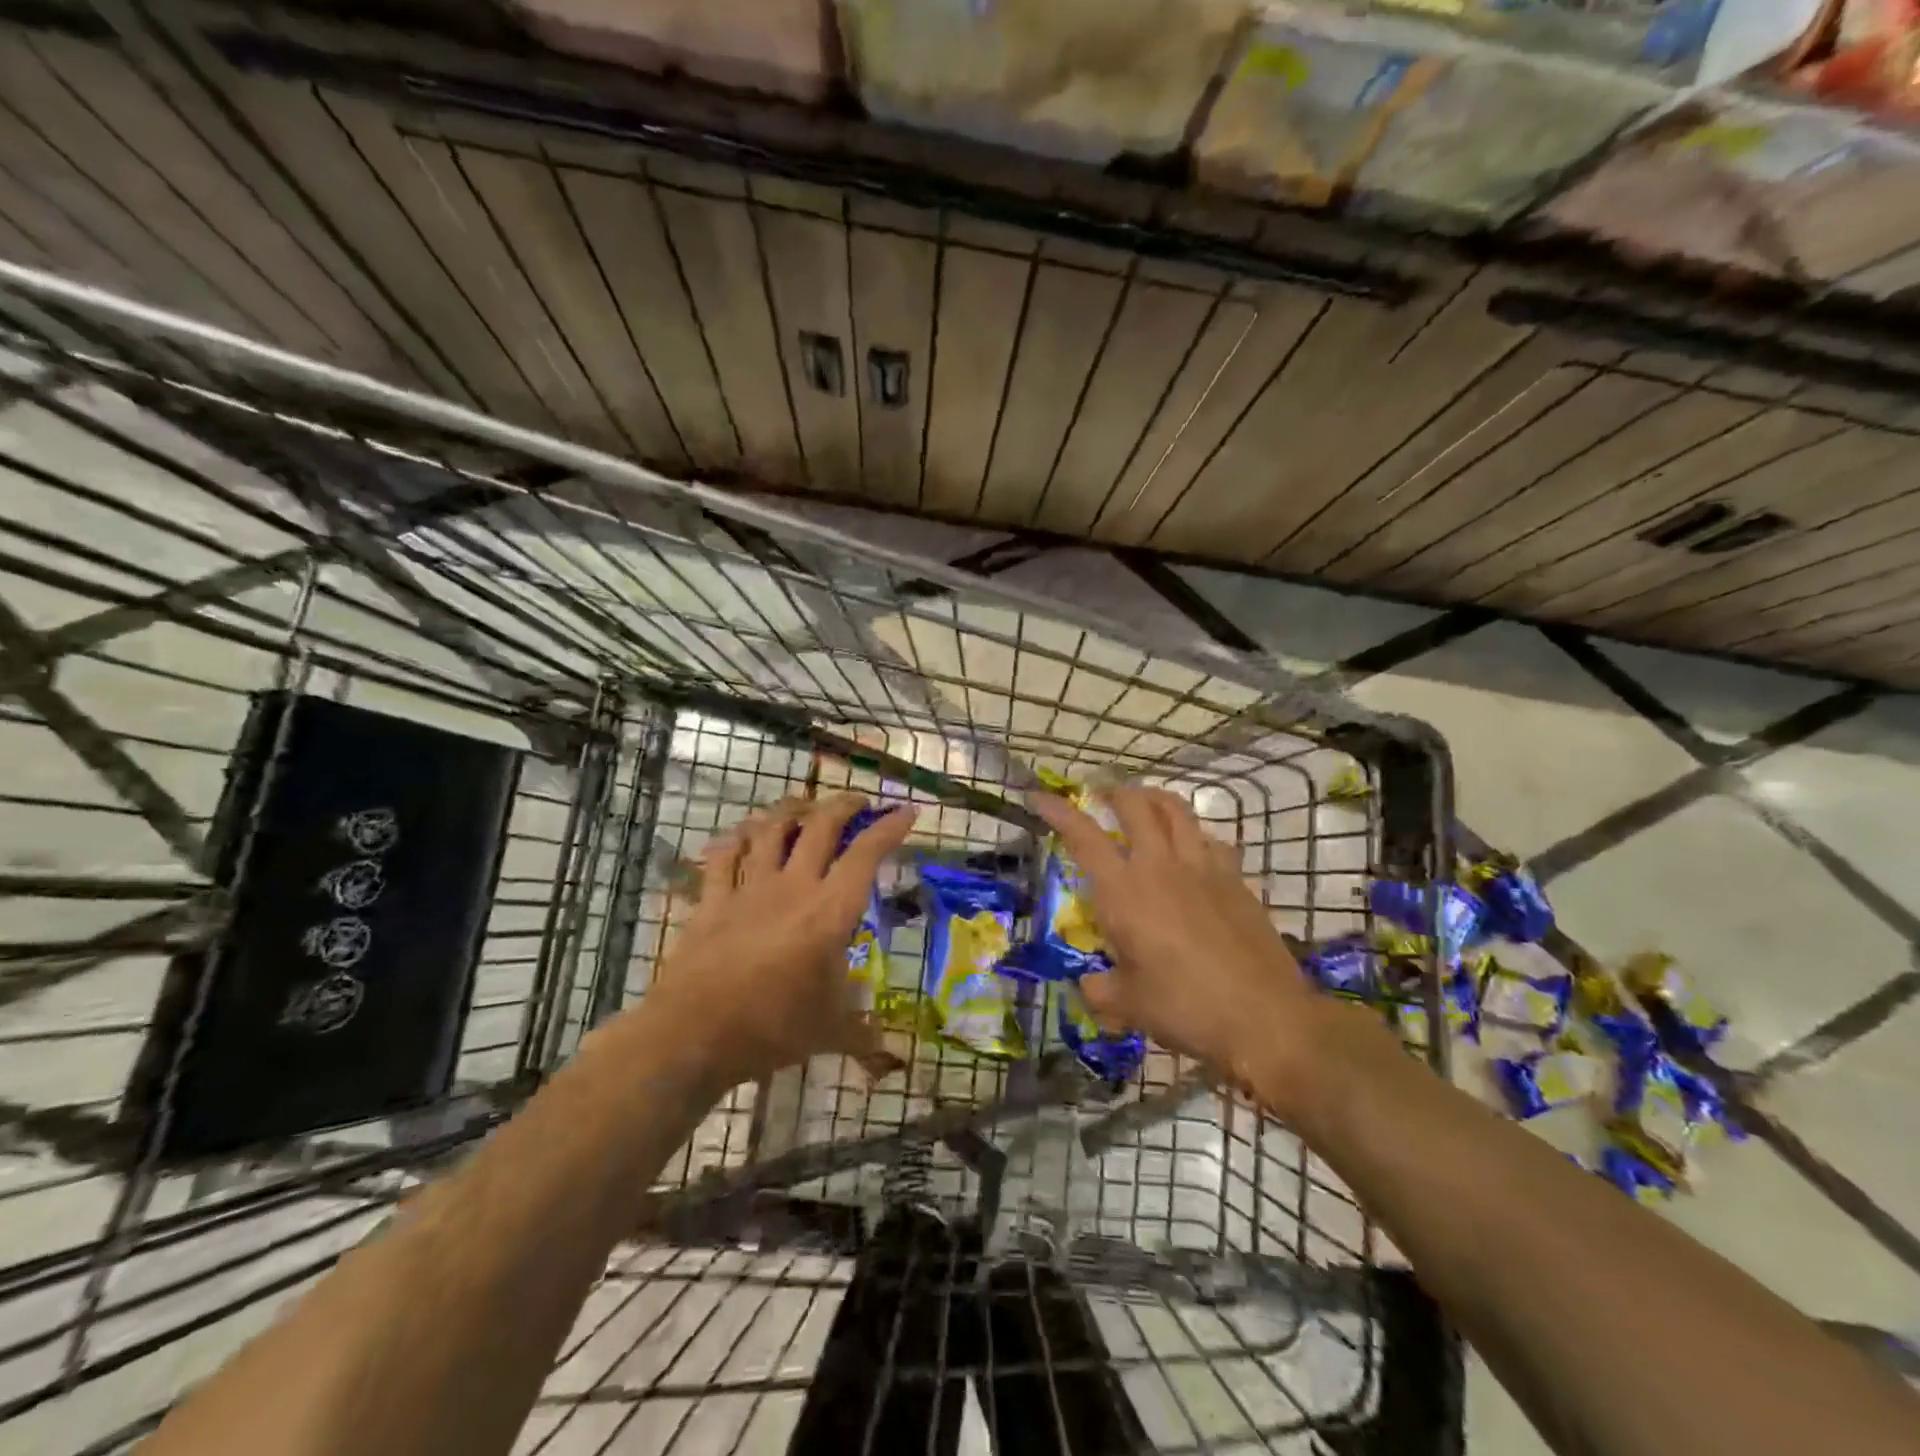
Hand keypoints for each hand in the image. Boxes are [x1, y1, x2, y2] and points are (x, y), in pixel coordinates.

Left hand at [643, 792, 916, 1088]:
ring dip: (789, 811)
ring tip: (802, 807)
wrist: (694, 1035)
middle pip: (820, 827)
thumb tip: (890, 1054)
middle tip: (857, 802)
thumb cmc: (772, 1029)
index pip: (866, 856)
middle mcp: (793, 887)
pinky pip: (723, 856)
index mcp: (830, 912)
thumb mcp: (830, 1031)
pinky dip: (735, 839)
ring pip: (770, 830)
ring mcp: (749, 889)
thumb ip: (864, 1034)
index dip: (889, 828)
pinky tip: (741, 835)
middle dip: (843, 805)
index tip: (906, 811)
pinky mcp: (712, 900)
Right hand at [1032, 785, 1326, 1110]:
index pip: (1083, 836)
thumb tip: (1089, 986)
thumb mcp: (1129, 1006)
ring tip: (1143, 803)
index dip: (1057, 811)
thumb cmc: (1186, 1009)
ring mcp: (1204, 867)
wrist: (1265, 1018)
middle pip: (1135, 805)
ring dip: (1154, 799)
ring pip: (1176, 810)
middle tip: (1100, 795)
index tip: (1037, 797)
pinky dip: (1192, 833)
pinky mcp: (1236, 879)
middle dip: (1113, 792)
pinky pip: (1210, 839)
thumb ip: (1101, 990)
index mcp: (1125, 892)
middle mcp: (1161, 866)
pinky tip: (1192, 849)